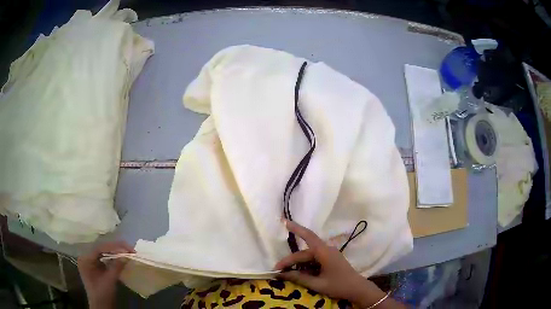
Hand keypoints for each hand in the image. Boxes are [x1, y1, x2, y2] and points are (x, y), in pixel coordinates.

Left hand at [77, 241, 133, 308]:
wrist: (101, 306)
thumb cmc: (103, 294)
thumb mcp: (109, 281)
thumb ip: (116, 267)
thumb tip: (126, 255)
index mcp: (85, 259)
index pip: (99, 248)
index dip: (113, 247)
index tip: (127, 249)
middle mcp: (86, 256)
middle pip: (101, 247)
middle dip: (116, 247)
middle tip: (130, 249)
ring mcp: (90, 260)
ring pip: (103, 251)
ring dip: (115, 251)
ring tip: (127, 251)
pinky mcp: (96, 264)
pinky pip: (104, 256)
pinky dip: (113, 256)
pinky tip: (121, 256)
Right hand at [274, 220, 388, 307]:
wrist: (358, 289)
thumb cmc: (339, 286)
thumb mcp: (318, 284)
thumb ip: (299, 278)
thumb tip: (281, 274)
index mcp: (325, 252)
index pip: (307, 237)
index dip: (295, 228)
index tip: (283, 222)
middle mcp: (326, 250)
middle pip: (304, 253)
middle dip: (290, 260)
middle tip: (277, 270)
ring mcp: (329, 255)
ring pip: (308, 256)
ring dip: (297, 263)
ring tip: (285, 272)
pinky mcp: (330, 260)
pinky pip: (314, 260)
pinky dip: (305, 266)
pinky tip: (298, 273)